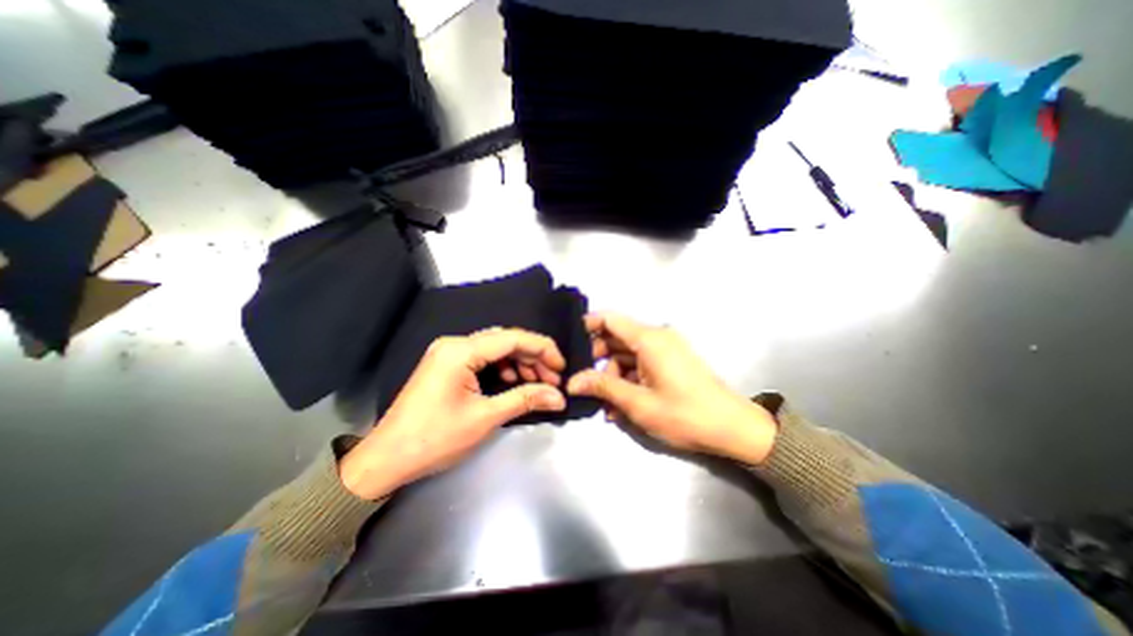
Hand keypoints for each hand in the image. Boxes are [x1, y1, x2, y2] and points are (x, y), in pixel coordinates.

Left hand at [335, 329, 566, 500]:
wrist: (386, 460)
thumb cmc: (434, 439)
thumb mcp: (485, 418)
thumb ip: (525, 399)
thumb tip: (559, 397)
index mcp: (461, 351)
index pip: (512, 338)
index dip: (542, 349)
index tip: (561, 367)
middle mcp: (454, 344)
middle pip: (505, 341)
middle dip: (532, 358)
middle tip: (553, 380)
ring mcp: (448, 353)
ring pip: (495, 349)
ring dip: (519, 364)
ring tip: (537, 384)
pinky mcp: (447, 365)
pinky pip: (483, 359)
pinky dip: (502, 369)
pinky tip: (513, 383)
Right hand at [568, 315, 778, 464]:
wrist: (733, 429)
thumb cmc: (684, 414)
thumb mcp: (638, 403)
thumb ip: (603, 387)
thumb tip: (572, 381)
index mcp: (649, 339)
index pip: (610, 319)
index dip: (587, 326)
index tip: (570, 343)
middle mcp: (656, 338)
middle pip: (616, 338)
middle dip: (597, 359)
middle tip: (581, 381)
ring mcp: (665, 351)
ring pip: (627, 355)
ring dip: (612, 376)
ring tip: (603, 404)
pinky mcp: (670, 363)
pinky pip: (640, 365)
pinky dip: (628, 381)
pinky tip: (619, 406)